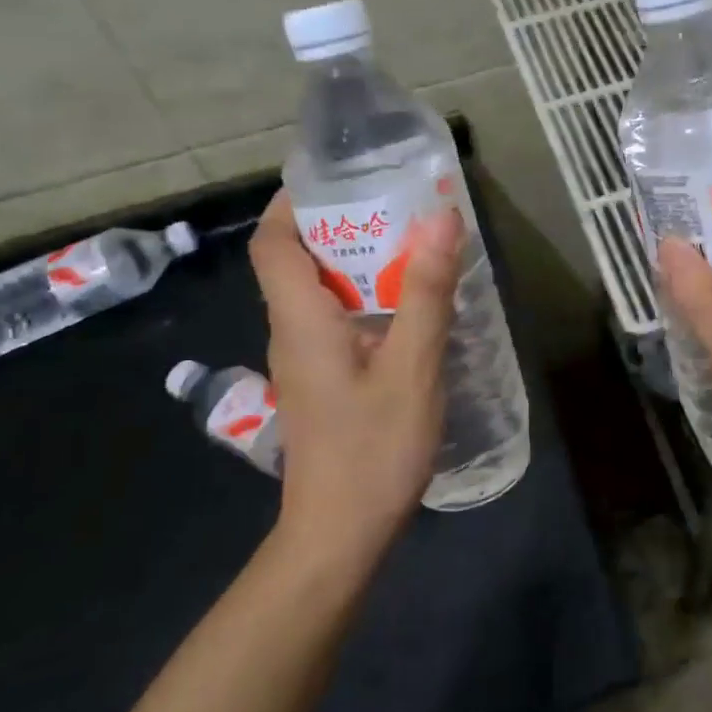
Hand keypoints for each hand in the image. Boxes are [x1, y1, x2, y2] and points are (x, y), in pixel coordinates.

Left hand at [248, 192, 462, 569]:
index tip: (341, 175)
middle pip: (296, 259)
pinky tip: (410, 306)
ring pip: (318, 291)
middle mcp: (291, 331)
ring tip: (413, 244)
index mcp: (300, 319)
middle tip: (398, 203)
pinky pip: (334, 319)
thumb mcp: (412, 368)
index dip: (294, 201)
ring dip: (357, 261)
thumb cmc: (373, 451)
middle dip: (340, 224)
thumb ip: (425, 292)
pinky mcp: (322, 381)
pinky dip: (365, 297)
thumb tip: (439, 216)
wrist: (338, 536)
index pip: (272, 242)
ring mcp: (304, 360)